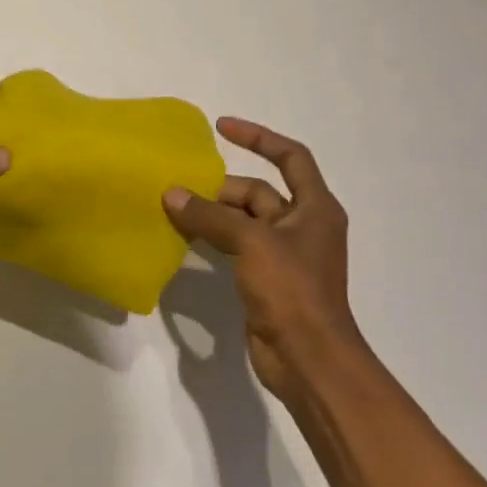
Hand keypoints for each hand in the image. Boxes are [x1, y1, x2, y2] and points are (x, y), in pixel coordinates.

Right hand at [163, 118, 364, 400]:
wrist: (308, 358)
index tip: (221, 128)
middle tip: (179, 189)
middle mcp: (302, 225)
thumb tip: (171, 194)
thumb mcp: (251, 243)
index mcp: (315, 207)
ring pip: (244, 221)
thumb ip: (210, 216)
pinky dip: (214, 239)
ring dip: (213, 214)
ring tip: (174, 209)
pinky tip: (185, 239)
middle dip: (220, 188)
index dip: (258, 137)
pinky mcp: (267, 279)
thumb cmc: (292, 290)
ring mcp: (284, 254)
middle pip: (258, 192)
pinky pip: (236, 247)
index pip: (290, 156)